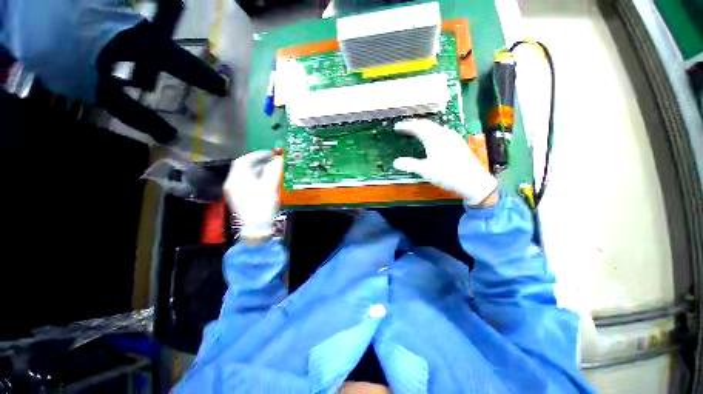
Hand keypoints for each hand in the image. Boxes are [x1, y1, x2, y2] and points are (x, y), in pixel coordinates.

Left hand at [224, 151, 282, 239]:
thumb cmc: (261, 206)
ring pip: (247, 176)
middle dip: (259, 162)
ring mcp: (236, 192)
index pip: (243, 161)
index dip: (256, 155)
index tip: (270, 153)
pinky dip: (258, 179)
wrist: (256, 228)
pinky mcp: (241, 199)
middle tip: (273, 161)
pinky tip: (268, 181)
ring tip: (273, 169)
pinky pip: (248, 183)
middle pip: (244, 168)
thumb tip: (279, 160)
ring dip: (259, 170)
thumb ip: (273, 171)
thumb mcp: (269, 187)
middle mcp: (233, 184)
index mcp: (236, 179)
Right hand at [394, 119, 497, 205]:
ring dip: (424, 127)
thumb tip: (395, 162)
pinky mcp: (457, 143)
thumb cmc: (448, 174)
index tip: (397, 126)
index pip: (418, 127)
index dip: (406, 126)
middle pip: (427, 124)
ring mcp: (452, 138)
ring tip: (416, 130)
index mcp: (435, 138)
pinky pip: (441, 132)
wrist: (472, 181)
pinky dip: (432, 132)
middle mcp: (444, 134)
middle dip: (415, 124)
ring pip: (435, 127)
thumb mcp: (426, 170)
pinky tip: (433, 138)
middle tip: (405, 126)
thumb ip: (410, 165)